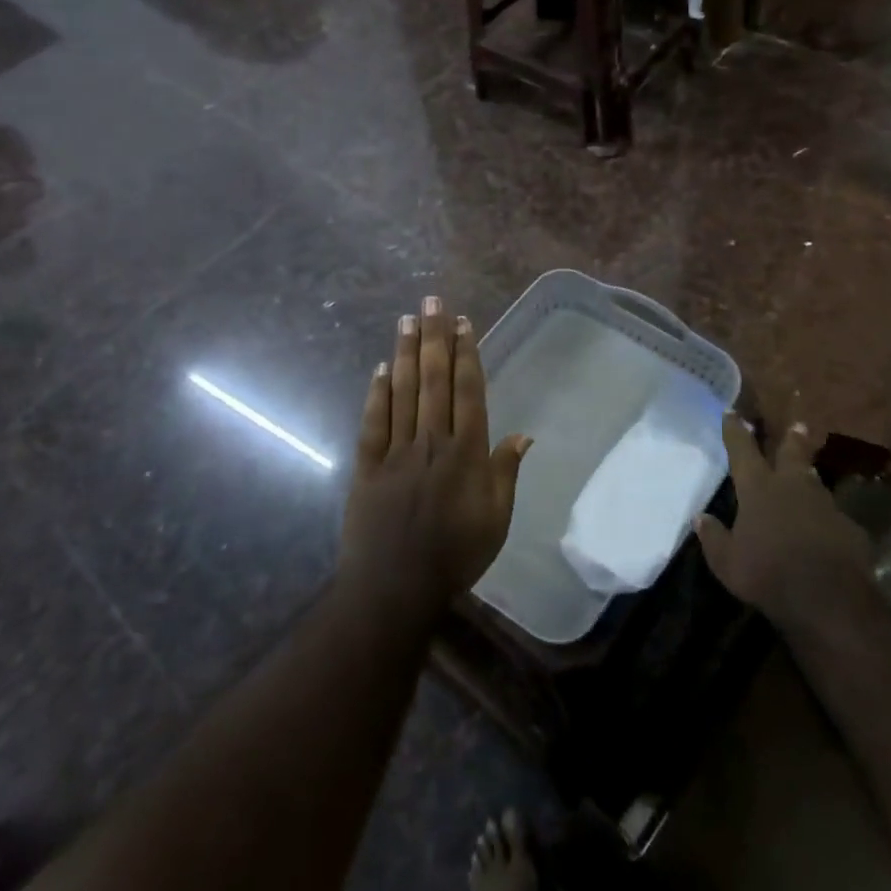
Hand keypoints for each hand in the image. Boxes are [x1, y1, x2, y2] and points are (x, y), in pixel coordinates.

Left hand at [339, 297, 531, 622]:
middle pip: (434, 379)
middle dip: (435, 337)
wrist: (395, 588)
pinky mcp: (367, 465)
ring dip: (406, 352)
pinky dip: (377, 392)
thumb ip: (506, 473)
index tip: (464, 323)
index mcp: (466, 453)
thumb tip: (524, 435)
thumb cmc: (455, 556)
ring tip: (407, 319)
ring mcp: (396, 450)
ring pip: (403, 391)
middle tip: (432, 301)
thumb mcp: (496, 520)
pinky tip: (381, 367)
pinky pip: (372, 421)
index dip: (467, 354)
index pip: (468, 391)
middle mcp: (432, 441)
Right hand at [695, 416, 878, 635]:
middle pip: (792, 453)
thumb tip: (700, 517)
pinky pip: (835, 518)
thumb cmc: (768, 575)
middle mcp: (792, 487)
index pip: (742, 450)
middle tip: (797, 424)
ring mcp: (825, 506)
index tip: (731, 411)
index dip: (735, 430)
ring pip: (815, 482)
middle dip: (792, 437)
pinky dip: (827, 520)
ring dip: (809, 475)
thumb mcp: (727, 562)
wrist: (830, 600)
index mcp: (758, 489)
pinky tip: (827, 530)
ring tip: (808, 472)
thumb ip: (713, 537)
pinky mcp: (850, 529)